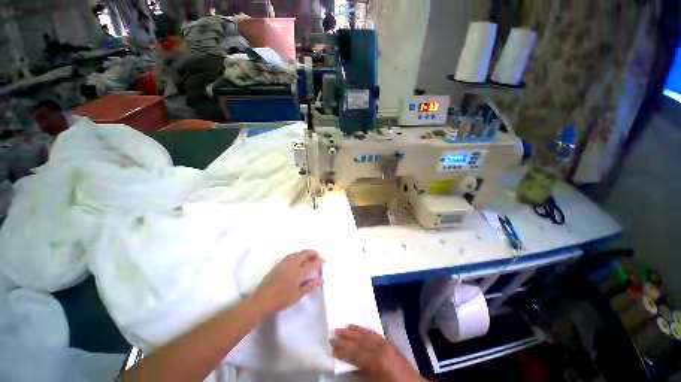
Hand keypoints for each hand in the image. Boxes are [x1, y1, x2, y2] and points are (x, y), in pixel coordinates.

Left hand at [251, 249, 324, 314]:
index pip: (312, 263)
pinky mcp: (279, 264)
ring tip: (310, 256)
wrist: (262, 300)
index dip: (319, 261)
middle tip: (318, 256)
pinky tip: (299, 258)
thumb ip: (310, 286)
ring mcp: (284, 263)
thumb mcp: (298, 295)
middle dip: (313, 253)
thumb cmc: (281, 300)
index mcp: (298, 272)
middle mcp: (292, 264)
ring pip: (297, 253)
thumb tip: (322, 279)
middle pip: (304, 253)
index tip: (325, 260)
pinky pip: (291, 255)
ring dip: (305, 252)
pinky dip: (298, 254)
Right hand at [330, 325, 424, 381]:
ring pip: (366, 334)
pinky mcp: (390, 343)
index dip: (343, 350)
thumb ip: (361, 374)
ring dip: (353, 331)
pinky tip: (358, 328)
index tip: (331, 347)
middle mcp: (381, 348)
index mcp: (377, 361)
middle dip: (345, 337)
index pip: (355, 353)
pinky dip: (364, 330)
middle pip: (359, 340)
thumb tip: (348, 367)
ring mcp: (386, 344)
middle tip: (333, 333)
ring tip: (342, 327)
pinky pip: (374, 333)